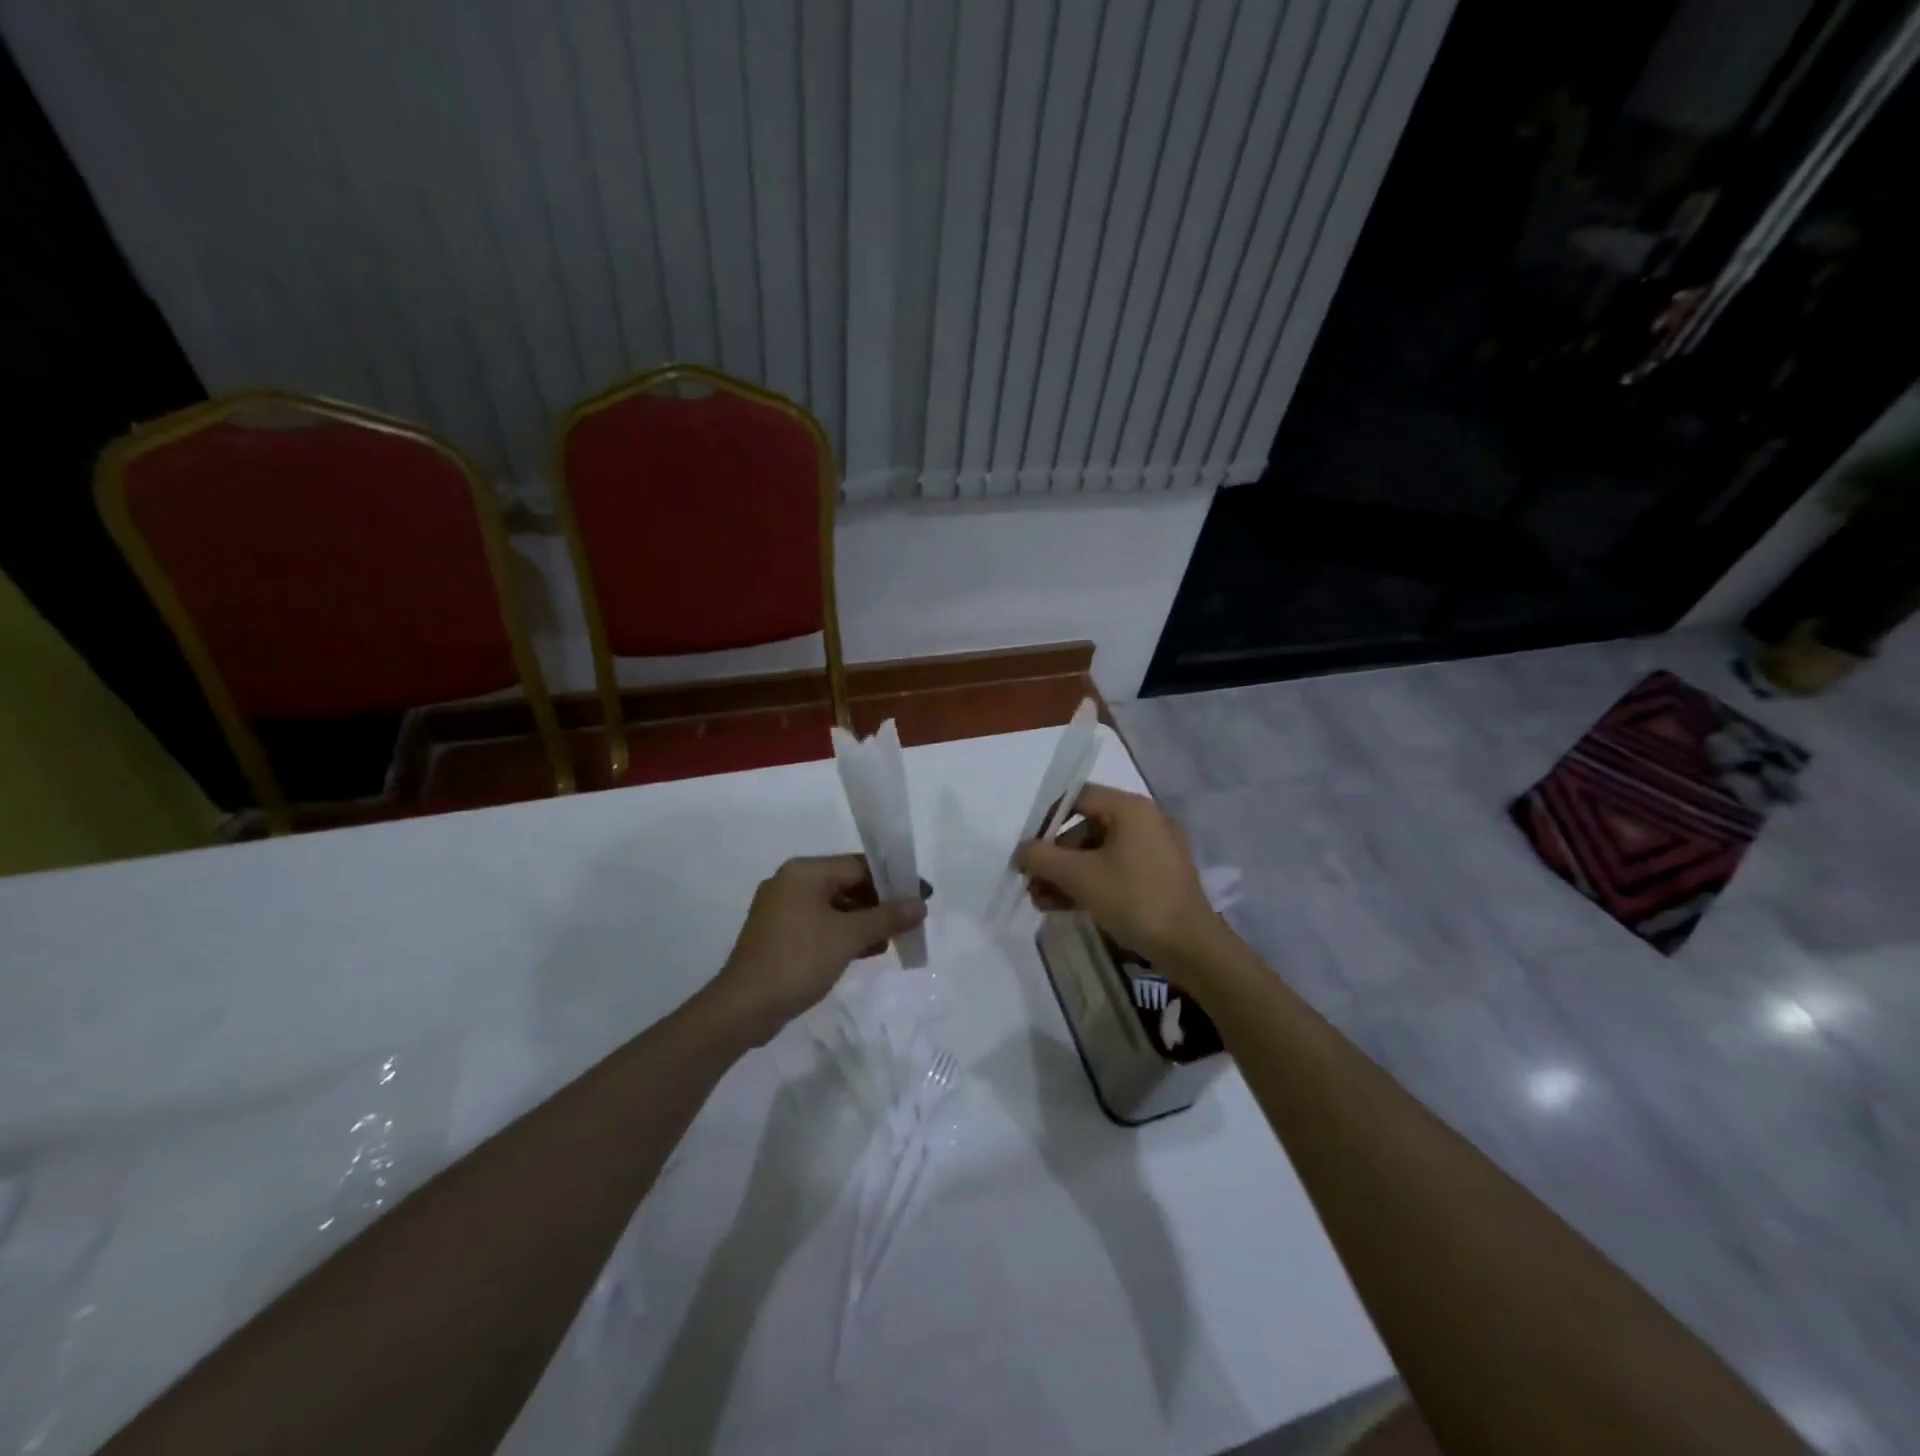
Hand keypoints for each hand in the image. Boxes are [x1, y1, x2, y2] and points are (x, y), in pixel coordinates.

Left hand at [713, 855, 927, 1041]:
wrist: (743, 1008)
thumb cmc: (798, 960)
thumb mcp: (849, 937)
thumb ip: (887, 917)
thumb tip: (920, 904)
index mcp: (804, 872)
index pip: (859, 865)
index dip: (894, 880)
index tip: (922, 896)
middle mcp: (791, 883)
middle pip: (847, 883)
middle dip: (880, 903)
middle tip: (910, 920)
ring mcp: (782, 909)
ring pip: (835, 906)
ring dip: (864, 921)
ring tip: (893, 939)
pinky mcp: (780, 935)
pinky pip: (821, 924)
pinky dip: (844, 933)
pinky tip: (867, 951)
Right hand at [1015, 783, 1215, 966]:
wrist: (1190, 947)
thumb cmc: (1134, 899)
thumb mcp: (1079, 876)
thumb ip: (1042, 857)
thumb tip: (1021, 852)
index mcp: (1131, 808)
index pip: (1079, 797)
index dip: (1048, 820)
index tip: (1030, 849)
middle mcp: (1145, 821)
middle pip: (1086, 828)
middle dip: (1055, 858)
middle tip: (1032, 883)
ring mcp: (1154, 850)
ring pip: (1098, 854)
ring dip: (1067, 875)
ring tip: (1041, 902)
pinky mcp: (1158, 877)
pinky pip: (1115, 870)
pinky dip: (1090, 884)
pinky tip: (1064, 906)